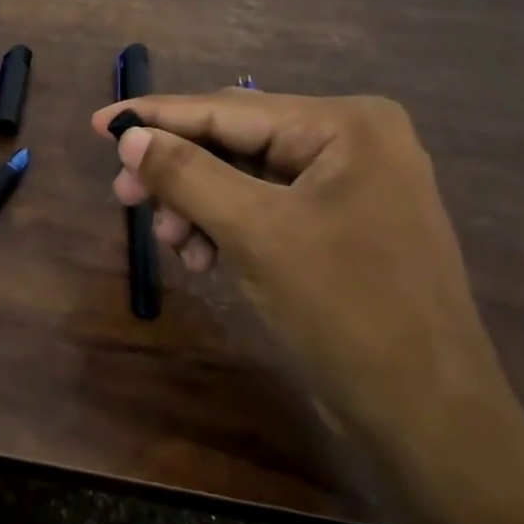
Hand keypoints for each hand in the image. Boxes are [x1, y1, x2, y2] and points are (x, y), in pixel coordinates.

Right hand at [92, 90, 509, 451]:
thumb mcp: (255, 234)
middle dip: (177, 172)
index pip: (228, 109)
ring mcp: (348, 186)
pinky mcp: (339, 226)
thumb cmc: (345, 310)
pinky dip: (225, 228)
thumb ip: (187, 175)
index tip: (98, 122)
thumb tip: (129, 136)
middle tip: (124, 196)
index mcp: (345, 125)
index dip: (156, 116)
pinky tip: (201, 258)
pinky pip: (263, 209)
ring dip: (197, 206)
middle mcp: (351, 142)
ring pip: (242, 178)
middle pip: (234, 141)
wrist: (426, 414)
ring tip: (170, 242)